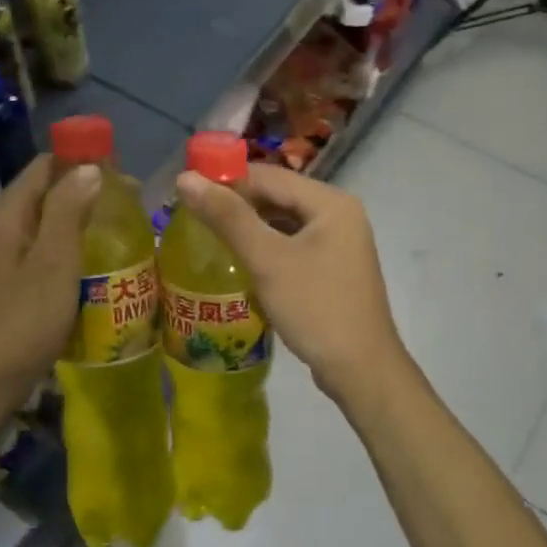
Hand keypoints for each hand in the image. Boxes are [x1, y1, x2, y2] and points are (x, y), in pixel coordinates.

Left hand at [0, 155, 100, 400]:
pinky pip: (45, 250)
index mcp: (7, 213)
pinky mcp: (11, 282)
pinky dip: (70, 247)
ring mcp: (4, 256)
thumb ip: (69, 210)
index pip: (45, 165)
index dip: (82, 161)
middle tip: (130, 205)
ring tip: (120, 230)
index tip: (121, 173)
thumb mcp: (54, 261)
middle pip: (46, 192)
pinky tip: (95, 263)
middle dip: (86, 191)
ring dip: (81, 220)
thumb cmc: (24, 319)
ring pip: (47, 223)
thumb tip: (89, 168)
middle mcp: (1, 226)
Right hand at [174, 163, 406, 399]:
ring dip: (248, 227)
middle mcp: (339, 214)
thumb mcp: (268, 260)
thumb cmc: (315, 308)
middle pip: (277, 196)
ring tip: (208, 236)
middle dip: (236, 204)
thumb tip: (185, 178)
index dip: (225, 179)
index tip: (186, 193)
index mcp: (330, 202)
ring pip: (283, 222)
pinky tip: (240, 261)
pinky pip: (292, 245)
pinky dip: (266, 247)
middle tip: (192, 217)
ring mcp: (339, 242)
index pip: (268, 176)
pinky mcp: (333, 268)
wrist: (361, 370)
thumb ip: (227, 217)